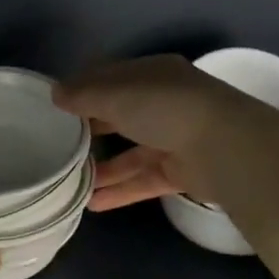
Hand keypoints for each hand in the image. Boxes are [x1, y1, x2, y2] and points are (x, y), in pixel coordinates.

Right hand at [55, 55, 262, 210]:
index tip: (53, 107)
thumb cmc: (165, 108)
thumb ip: (83, 95)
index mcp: (152, 74)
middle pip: (120, 116)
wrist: (225, 147)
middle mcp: (164, 103)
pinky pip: (143, 180)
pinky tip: (92, 204)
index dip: (82, 90)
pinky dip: (120, 191)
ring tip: (69, 182)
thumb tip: (55, 94)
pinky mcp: (181, 172)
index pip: (111, 78)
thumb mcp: (116, 94)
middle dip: (90, 131)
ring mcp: (174, 139)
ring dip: (102, 168)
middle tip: (57, 146)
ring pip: (130, 153)